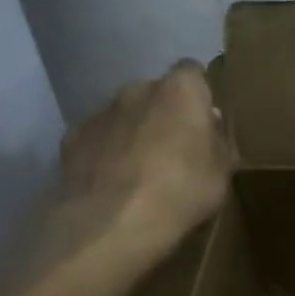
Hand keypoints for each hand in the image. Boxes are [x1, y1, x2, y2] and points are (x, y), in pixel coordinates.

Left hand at [40, 62, 233, 284]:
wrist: (114, 222)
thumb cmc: (182, 191)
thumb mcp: (222, 172)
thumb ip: (217, 142)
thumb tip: (209, 128)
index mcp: (180, 90)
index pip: (193, 73)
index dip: (199, 95)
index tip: (204, 122)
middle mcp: (138, 89)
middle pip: (155, 94)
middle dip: (164, 114)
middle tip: (174, 150)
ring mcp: (101, 112)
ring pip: (124, 115)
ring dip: (133, 133)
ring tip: (140, 172)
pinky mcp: (72, 137)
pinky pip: (97, 139)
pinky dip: (105, 153)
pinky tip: (112, 182)